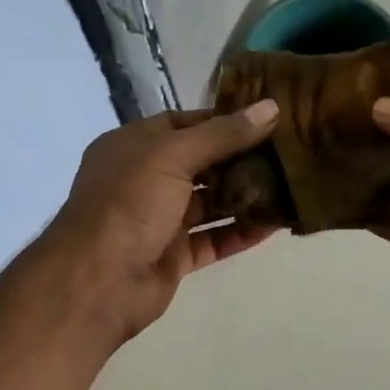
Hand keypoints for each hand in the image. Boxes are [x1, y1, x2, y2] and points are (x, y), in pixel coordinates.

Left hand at [33, 100, 281, 344]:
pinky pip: (214, 240)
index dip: (224, 121)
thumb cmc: (129, 203)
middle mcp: (145, 180)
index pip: (184, 124)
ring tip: (290, 185)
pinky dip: (241, 233)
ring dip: (245, 196)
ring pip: (210, 204)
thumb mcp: (173, 155)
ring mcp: (160, 220)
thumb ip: (223, 135)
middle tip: (288, 152)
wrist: (99, 281)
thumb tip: (271, 108)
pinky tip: (276, 224)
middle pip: (201, 164)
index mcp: (134, 146)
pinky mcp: (174, 256)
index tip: (267, 119)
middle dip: (241, 159)